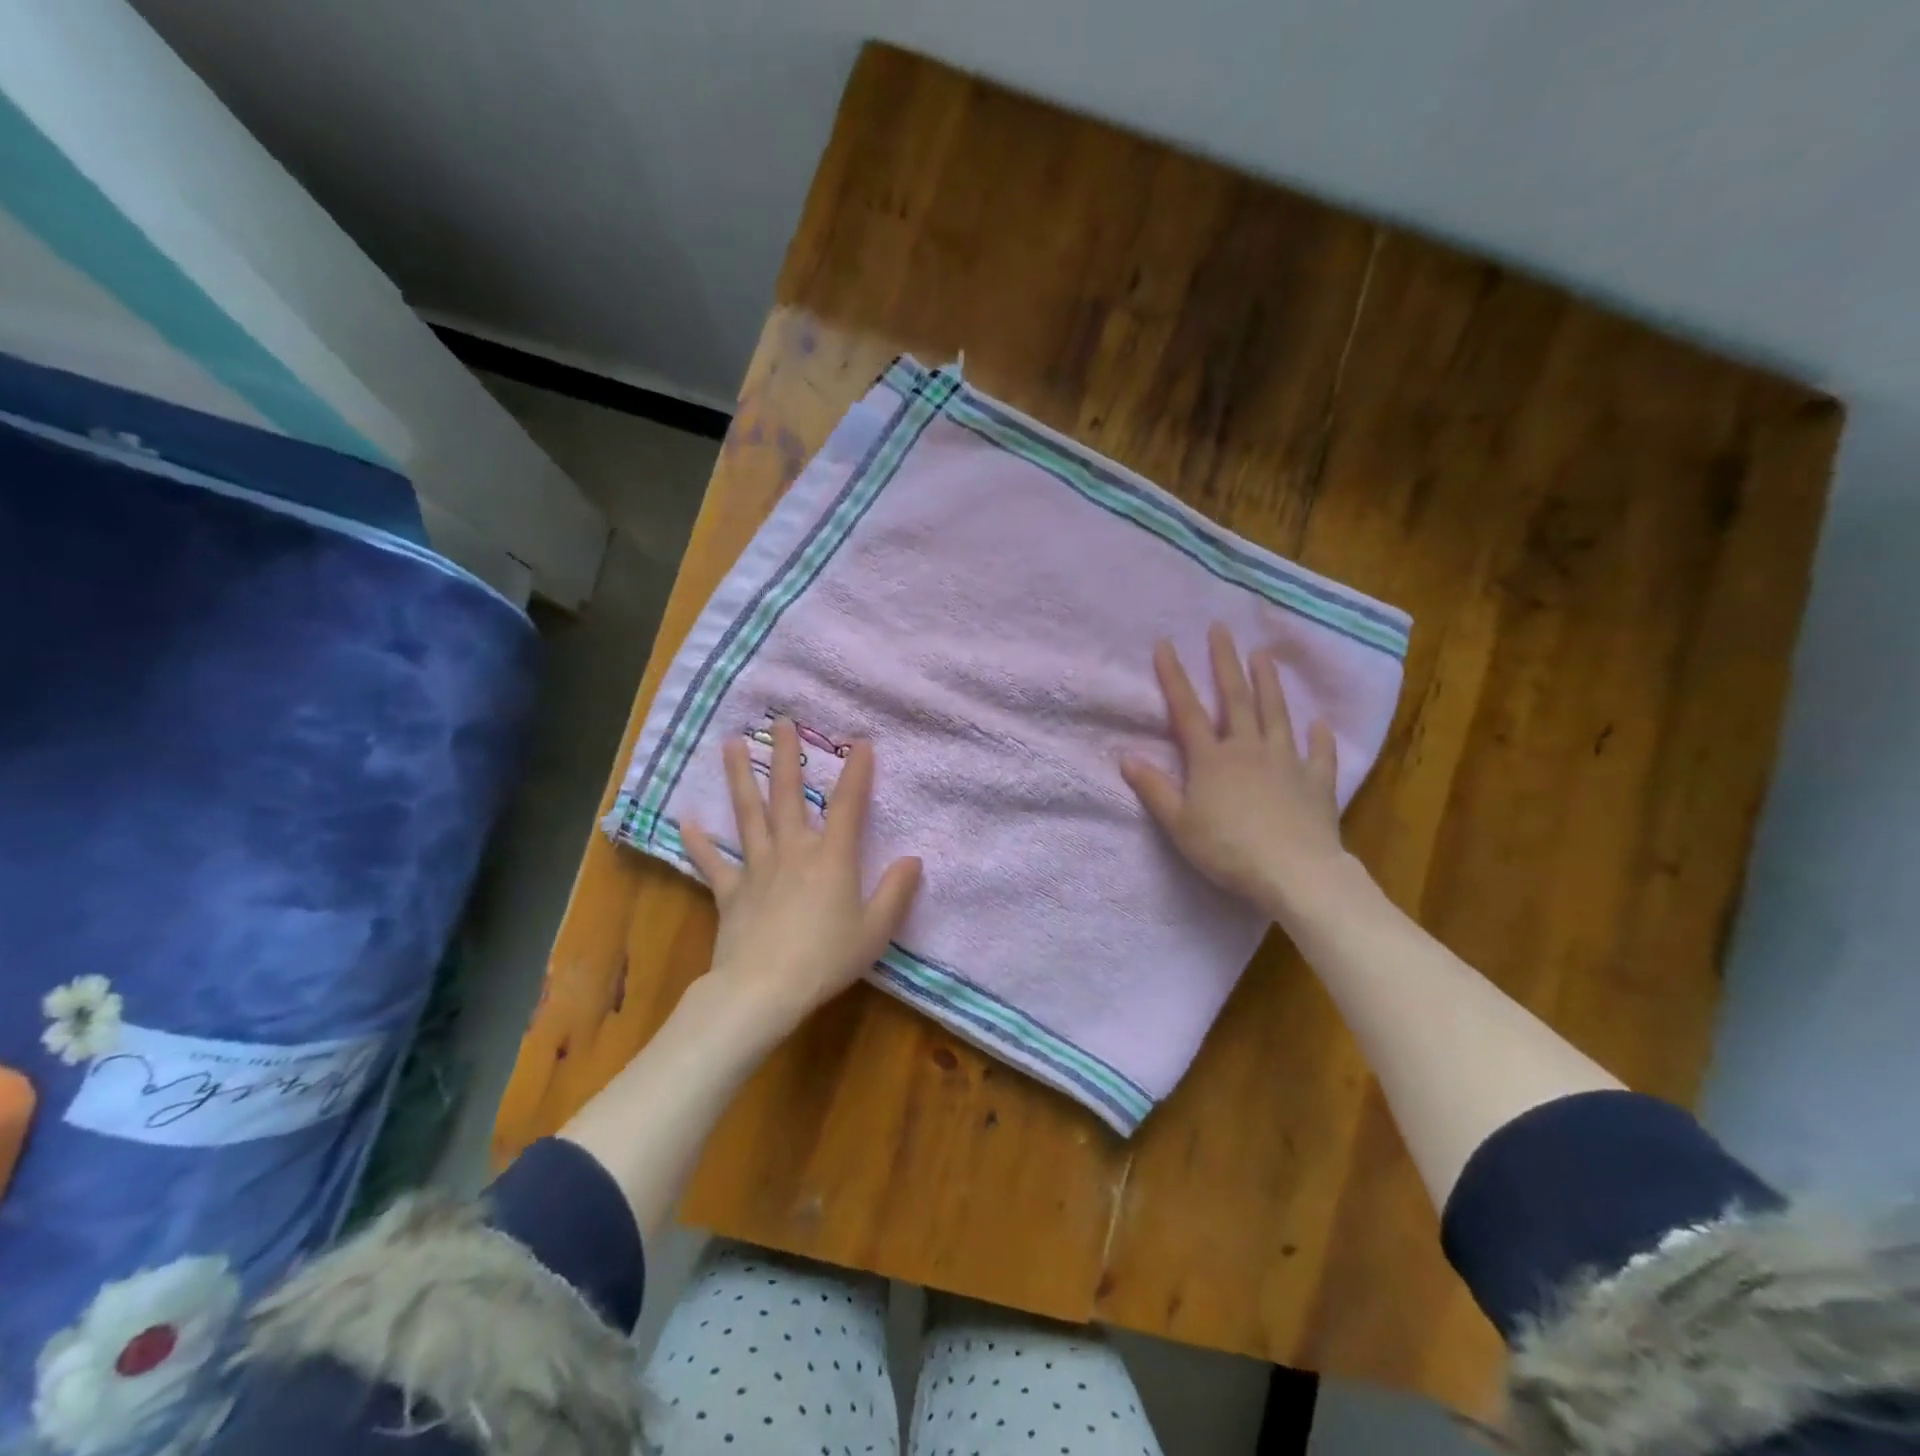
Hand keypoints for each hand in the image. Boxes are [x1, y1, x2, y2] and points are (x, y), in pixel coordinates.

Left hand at [681, 718, 921, 1037]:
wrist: (764, 990)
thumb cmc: (826, 959)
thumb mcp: (875, 930)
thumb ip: (896, 893)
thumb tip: (913, 860)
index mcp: (832, 858)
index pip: (848, 806)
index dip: (857, 773)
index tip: (861, 742)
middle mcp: (793, 851)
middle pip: (789, 795)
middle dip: (787, 757)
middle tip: (780, 722)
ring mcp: (757, 868)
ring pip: (748, 814)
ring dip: (740, 778)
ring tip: (732, 744)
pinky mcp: (731, 891)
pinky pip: (713, 862)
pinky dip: (698, 842)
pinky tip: (686, 820)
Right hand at [1120, 624, 1353, 919]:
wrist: (1294, 872)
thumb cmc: (1228, 850)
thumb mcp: (1179, 824)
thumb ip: (1154, 789)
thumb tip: (1126, 757)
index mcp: (1211, 759)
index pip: (1187, 711)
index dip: (1174, 677)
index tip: (1166, 644)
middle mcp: (1248, 749)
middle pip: (1235, 699)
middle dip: (1225, 662)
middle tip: (1221, 629)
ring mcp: (1286, 762)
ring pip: (1276, 714)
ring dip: (1269, 684)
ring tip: (1264, 655)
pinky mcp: (1316, 782)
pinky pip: (1318, 754)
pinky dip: (1319, 738)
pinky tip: (1319, 724)